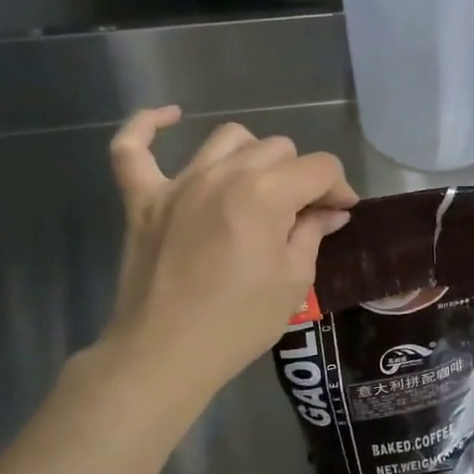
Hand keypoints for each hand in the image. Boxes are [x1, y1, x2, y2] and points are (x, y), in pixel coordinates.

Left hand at [87, 107, 357, 422]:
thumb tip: (331, 211)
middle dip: (301, 176)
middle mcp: (223, 175)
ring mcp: (178, 183)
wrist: (164, 356)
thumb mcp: (294, 280)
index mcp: (266, 194)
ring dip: (253, 155)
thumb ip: (312, 233)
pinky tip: (170, 117)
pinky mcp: (142, 199)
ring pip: (228, 139)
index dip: (339, 188)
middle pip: (279, 148)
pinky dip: (148, 126)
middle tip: (304, 213)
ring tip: (259, 186)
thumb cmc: (238, 323)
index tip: (342, 213)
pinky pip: (132, 148)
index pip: (319, 167)